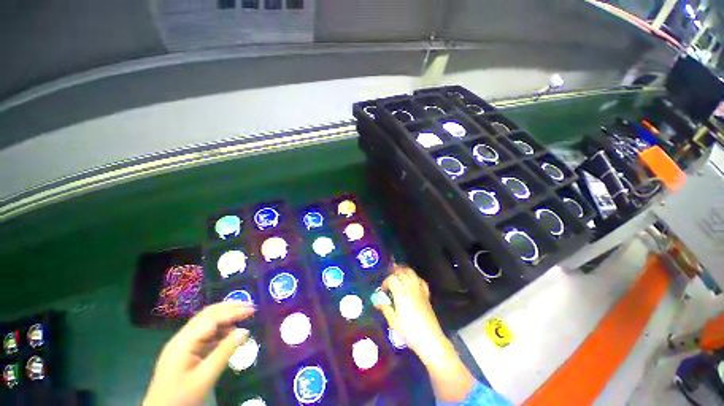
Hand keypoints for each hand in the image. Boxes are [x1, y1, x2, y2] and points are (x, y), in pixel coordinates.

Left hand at [144, 302, 254, 405]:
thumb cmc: (182, 397)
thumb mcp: (206, 376)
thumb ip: (225, 352)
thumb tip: (245, 331)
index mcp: (184, 342)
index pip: (212, 318)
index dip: (233, 312)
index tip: (252, 310)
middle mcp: (182, 337)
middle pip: (207, 314)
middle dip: (229, 307)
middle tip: (249, 306)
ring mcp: (182, 343)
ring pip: (205, 321)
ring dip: (224, 316)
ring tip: (242, 317)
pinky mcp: (184, 351)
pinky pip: (203, 333)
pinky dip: (219, 329)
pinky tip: (229, 333)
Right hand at [375, 265, 475, 402]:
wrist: (430, 339)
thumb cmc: (409, 332)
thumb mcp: (393, 322)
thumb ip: (385, 308)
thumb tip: (377, 301)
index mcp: (401, 294)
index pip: (392, 279)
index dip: (385, 282)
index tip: (382, 290)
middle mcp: (410, 288)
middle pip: (401, 272)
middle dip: (394, 273)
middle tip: (389, 281)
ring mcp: (420, 290)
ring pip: (411, 273)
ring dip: (403, 271)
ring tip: (398, 276)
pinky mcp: (426, 294)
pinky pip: (420, 280)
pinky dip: (414, 277)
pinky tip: (412, 282)